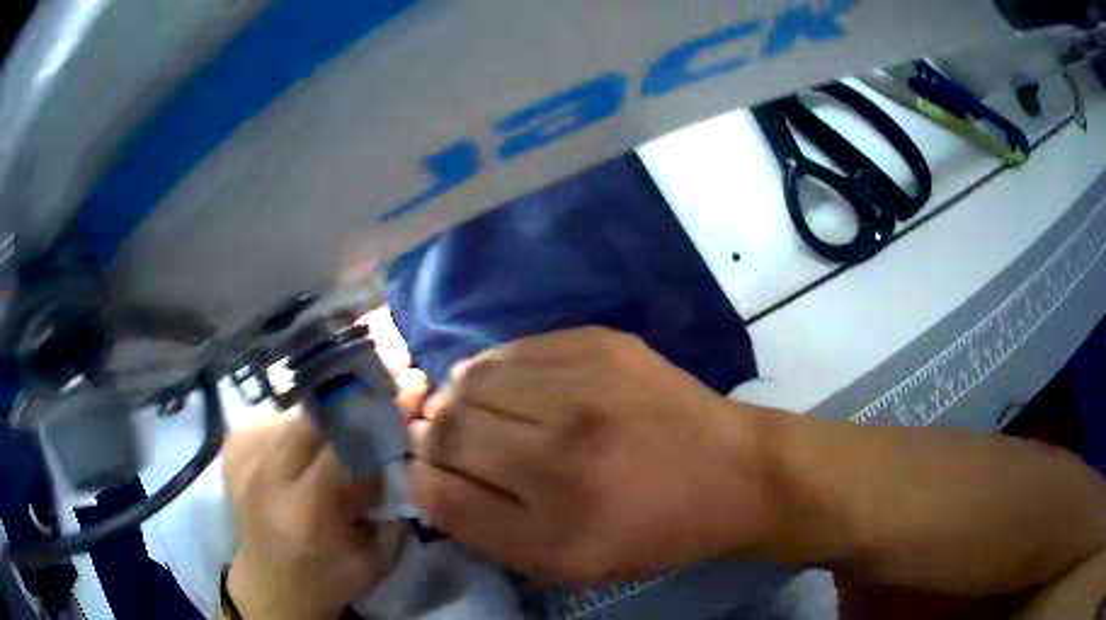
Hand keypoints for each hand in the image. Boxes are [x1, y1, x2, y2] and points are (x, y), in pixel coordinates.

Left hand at [222, 414, 406, 619]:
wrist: (271, 586)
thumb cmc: (330, 578)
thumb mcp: (378, 556)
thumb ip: (394, 505)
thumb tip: (404, 446)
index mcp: (307, 510)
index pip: (345, 444)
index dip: (377, 415)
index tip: (406, 390)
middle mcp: (267, 478)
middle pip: (314, 417)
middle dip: (350, 403)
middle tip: (376, 394)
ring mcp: (243, 461)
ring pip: (290, 412)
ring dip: (323, 414)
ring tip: (340, 424)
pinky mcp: (232, 452)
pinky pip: (266, 417)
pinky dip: (290, 422)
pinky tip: (301, 440)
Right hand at [410, 327, 773, 582]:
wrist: (733, 473)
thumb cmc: (651, 533)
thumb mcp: (567, 563)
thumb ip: (486, 529)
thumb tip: (430, 475)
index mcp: (552, 529)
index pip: (437, 490)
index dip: (421, 477)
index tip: (431, 472)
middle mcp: (561, 453)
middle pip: (446, 425)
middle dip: (433, 434)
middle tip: (451, 441)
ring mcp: (584, 387)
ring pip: (470, 376)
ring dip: (461, 396)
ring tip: (481, 411)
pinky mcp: (602, 343)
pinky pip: (515, 348)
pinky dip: (499, 368)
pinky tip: (517, 386)